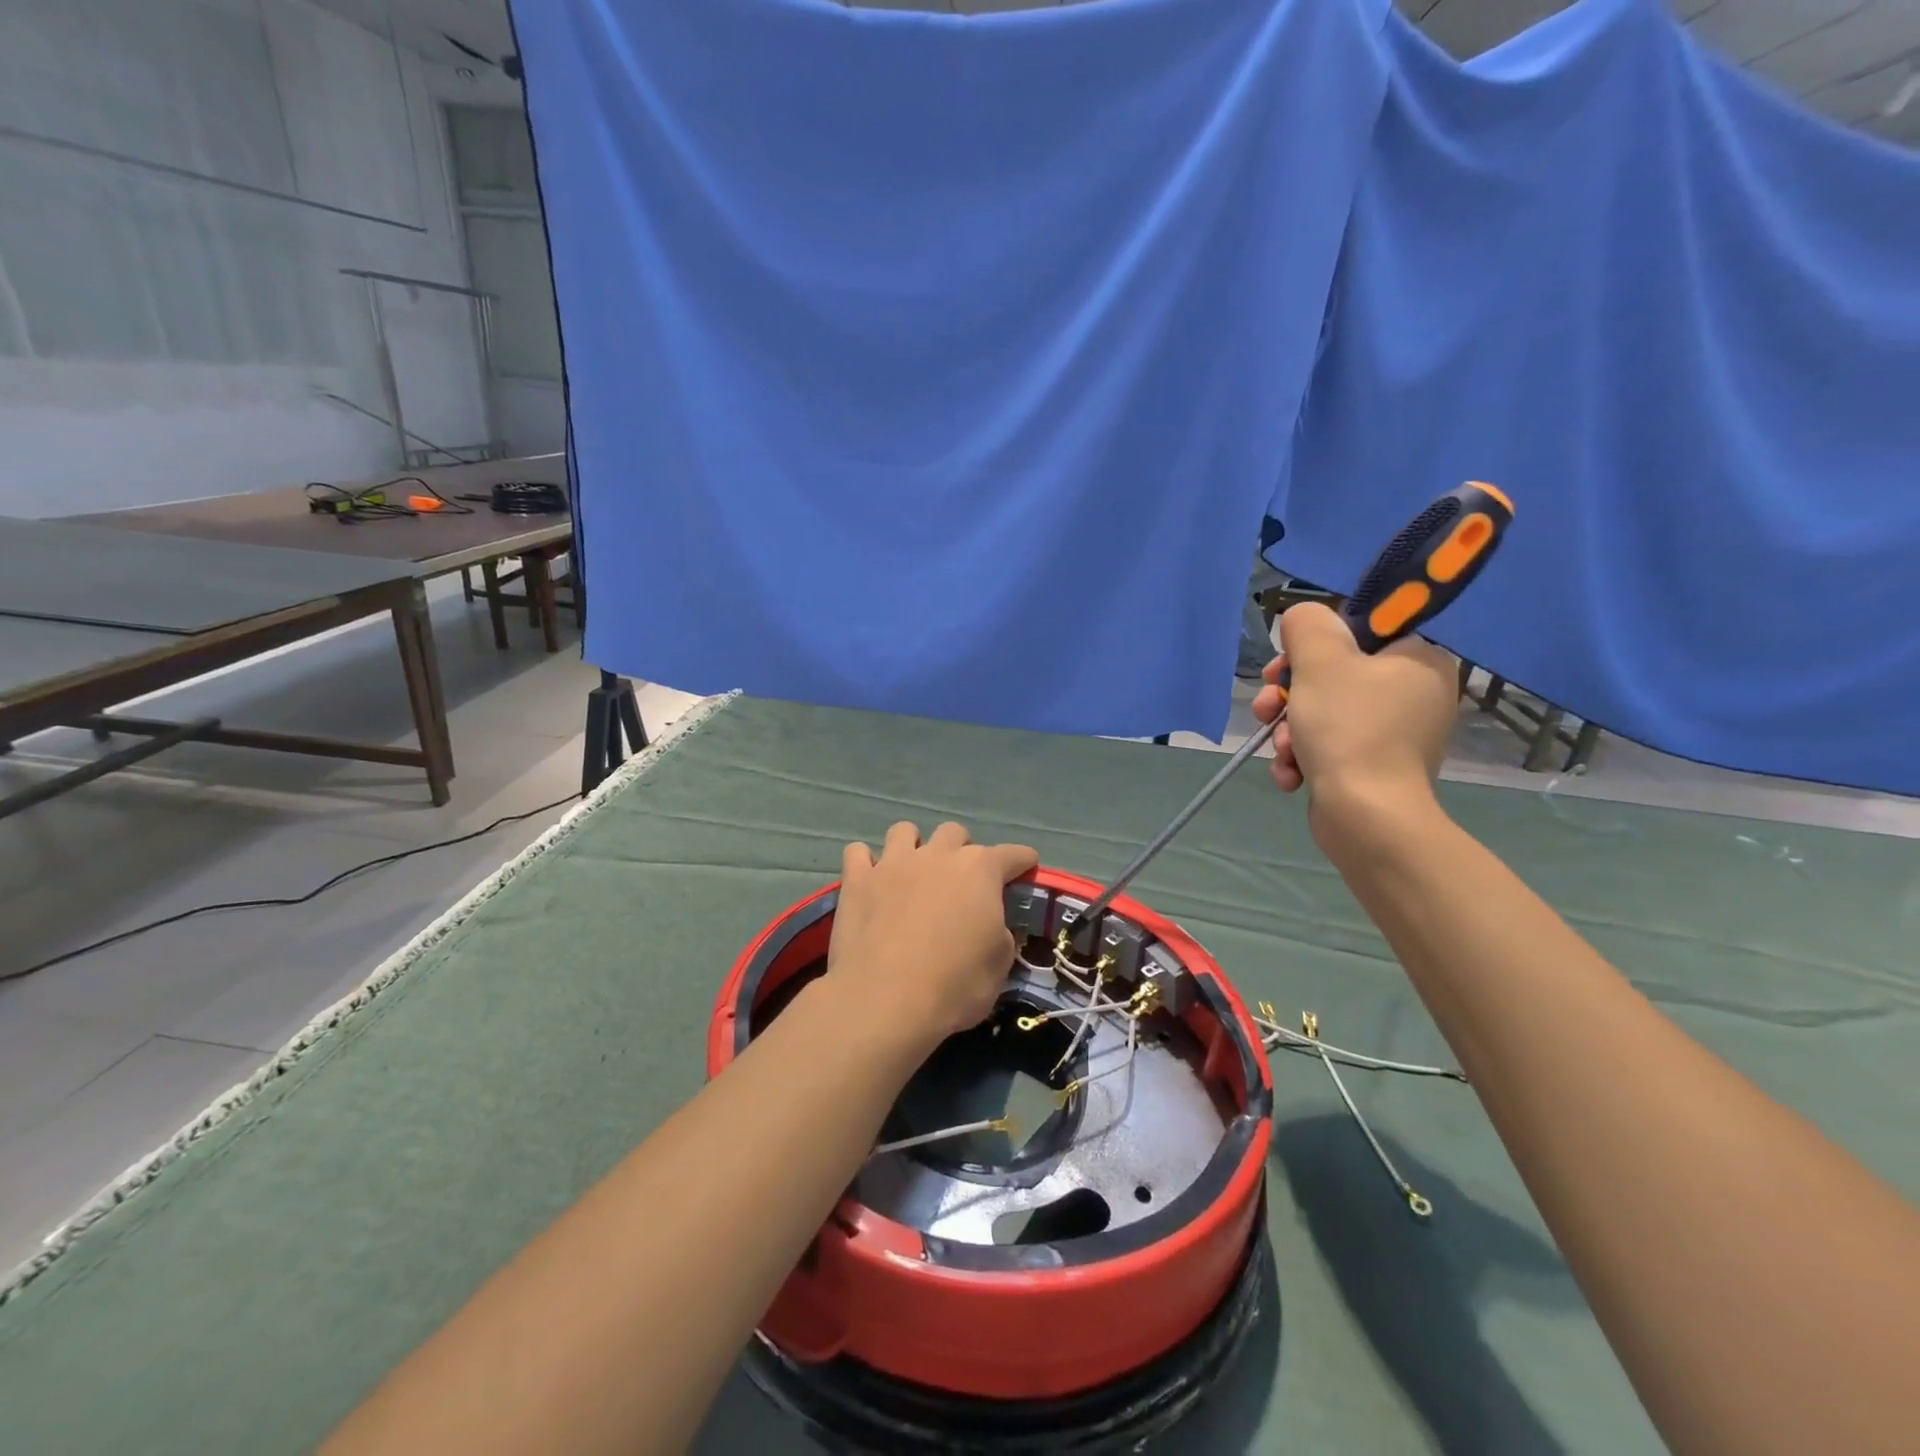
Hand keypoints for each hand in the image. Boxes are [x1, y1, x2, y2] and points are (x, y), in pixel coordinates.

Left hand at [825, 822, 1039, 1054]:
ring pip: (904, 831)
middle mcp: (937, 856)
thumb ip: (1000, 935)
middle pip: (954, 832)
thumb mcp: (999, 966)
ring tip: (912, 872)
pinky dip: (865, 862)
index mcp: (980, 871)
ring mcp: (893, 863)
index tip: (1026, 866)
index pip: (1012, 854)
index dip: (1022, 861)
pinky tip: (869, 880)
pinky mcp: (856, 880)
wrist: (885, 1000)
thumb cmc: (954, 985)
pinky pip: (857, 852)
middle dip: (961, 850)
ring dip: (913, 846)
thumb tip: (993, 927)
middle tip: (960, 881)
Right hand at [1250, 603, 1457, 832]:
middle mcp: (1415, 694)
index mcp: (1418, 660)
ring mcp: (1397, 736)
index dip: (1313, 646)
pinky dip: (1305, 758)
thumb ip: (1308, 626)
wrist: (1367, 817)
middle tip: (1268, 706)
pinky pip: (1331, 748)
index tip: (1285, 665)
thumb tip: (1304, 618)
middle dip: (1290, 695)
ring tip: (1281, 750)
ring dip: (1290, 730)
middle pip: (1334, 676)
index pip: (1360, 633)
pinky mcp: (1376, 770)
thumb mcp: (1320, 662)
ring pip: (1324, 715)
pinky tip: (1290, 774)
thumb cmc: (1349, 729)